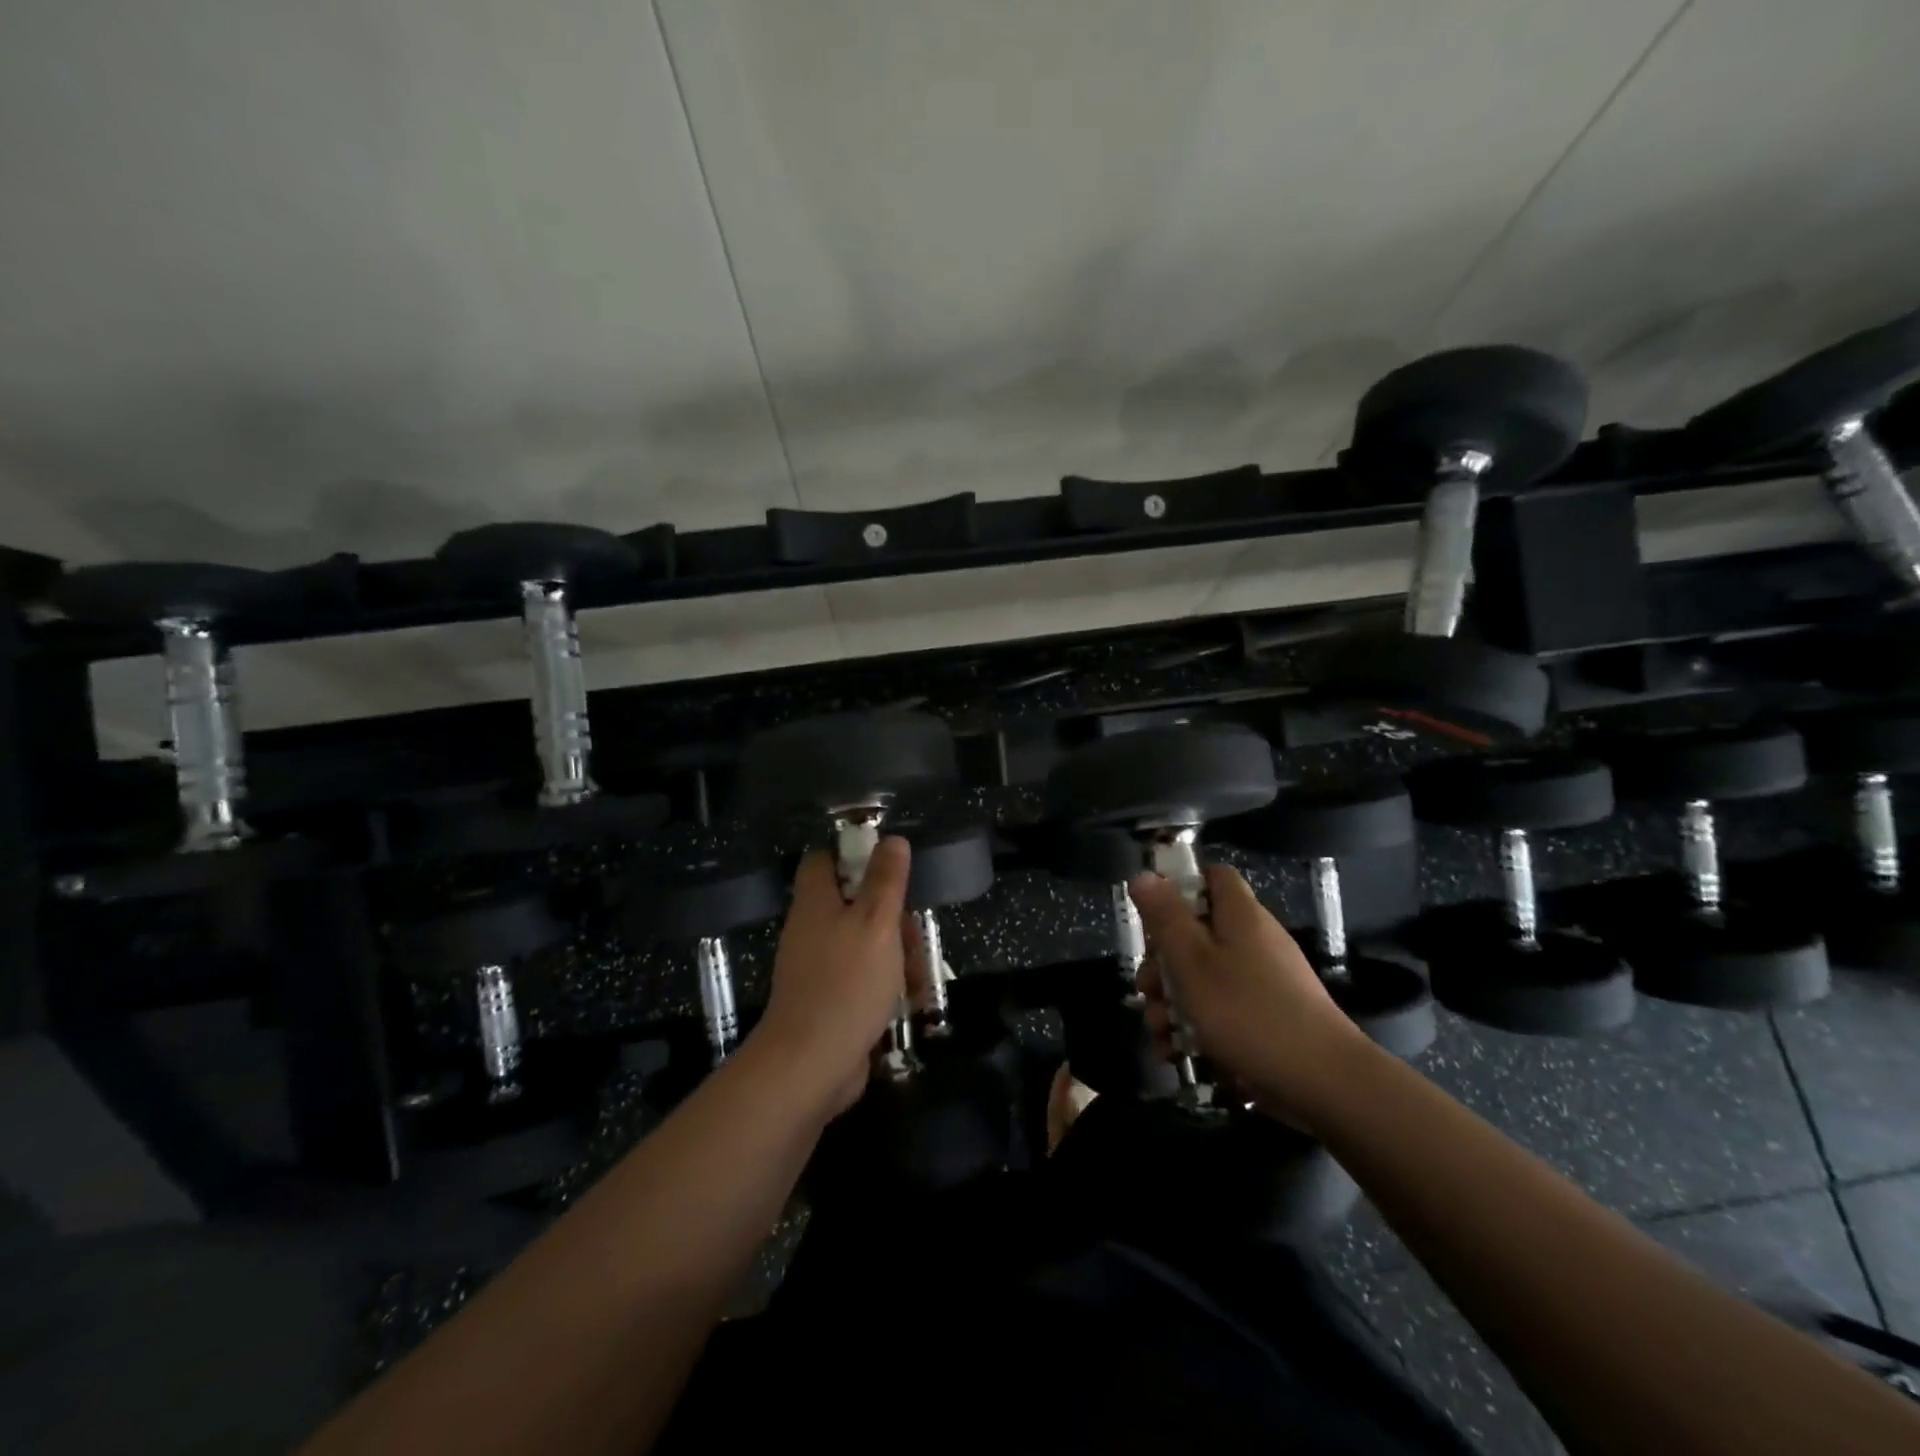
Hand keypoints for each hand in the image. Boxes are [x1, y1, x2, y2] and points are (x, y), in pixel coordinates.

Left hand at [753, 837, 911, 1114]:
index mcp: (815, 903)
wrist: (811, 1064)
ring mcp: (817, 968)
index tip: (888, 864)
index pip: (823, 860)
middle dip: (888, 914)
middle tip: (913, 930)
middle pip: (851, 903)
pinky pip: (860, 978)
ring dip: (893, 952)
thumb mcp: (876, 922)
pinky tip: (909, 999)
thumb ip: (885, 881)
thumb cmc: (847, 982)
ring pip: (861, 942)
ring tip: (919, 973)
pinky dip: (884, 983)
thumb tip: (892, 839)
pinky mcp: (827, 1000)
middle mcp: (810, 930)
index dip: (853, 853)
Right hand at [1129, 864, 1374, 1131]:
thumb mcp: (1192, 961)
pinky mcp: (1267, 1019)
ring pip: (1203, 977)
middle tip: (1147, 990)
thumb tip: (1143, 875)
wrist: (1324, 1084)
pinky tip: (1175, 1053)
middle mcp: (1254, 942)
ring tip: (1158, 1032)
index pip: (1212, 877)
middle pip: (1197, 933)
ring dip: (1171, 1002)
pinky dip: (1195, 1027)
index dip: (1179, 888)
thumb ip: (1165, 917)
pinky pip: (1222, 1010)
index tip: (1152, 918)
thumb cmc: (1248, 1013)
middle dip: (1162, 963)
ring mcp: (1263, 982)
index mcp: (1240, 916)